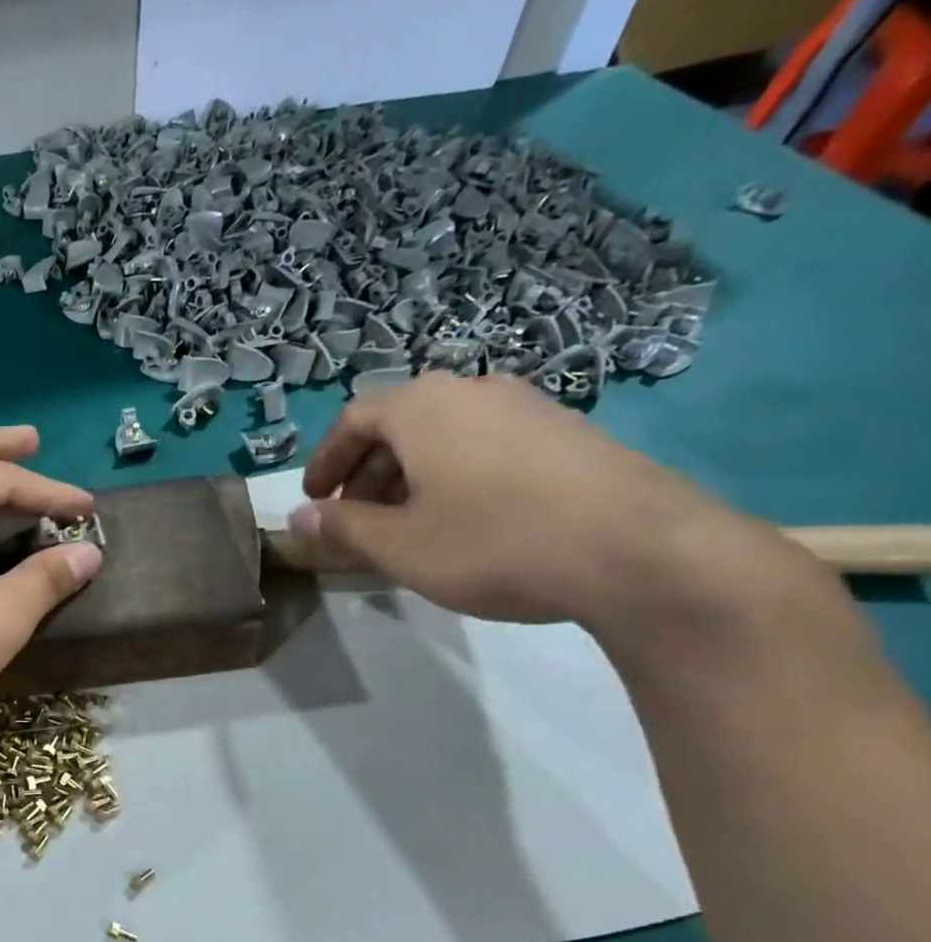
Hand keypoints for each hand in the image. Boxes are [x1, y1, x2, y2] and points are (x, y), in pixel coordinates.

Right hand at [282, 373, 766, 626]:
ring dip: (410, 475)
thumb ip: (340, 529)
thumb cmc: (493, 542)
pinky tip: (467, 519)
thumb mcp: (398, 546)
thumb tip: (299, 520)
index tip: (314, 499)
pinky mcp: (569, 431)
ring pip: (445, 434)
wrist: (641, 551)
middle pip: (399, 423)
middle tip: (356, 519)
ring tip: (408, 524)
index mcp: (422, 407)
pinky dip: (456, 474)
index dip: (325, 461)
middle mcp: (474, 390)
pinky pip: (487, 443)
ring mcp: (529, 406)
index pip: (353, 419)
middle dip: (366, 472)